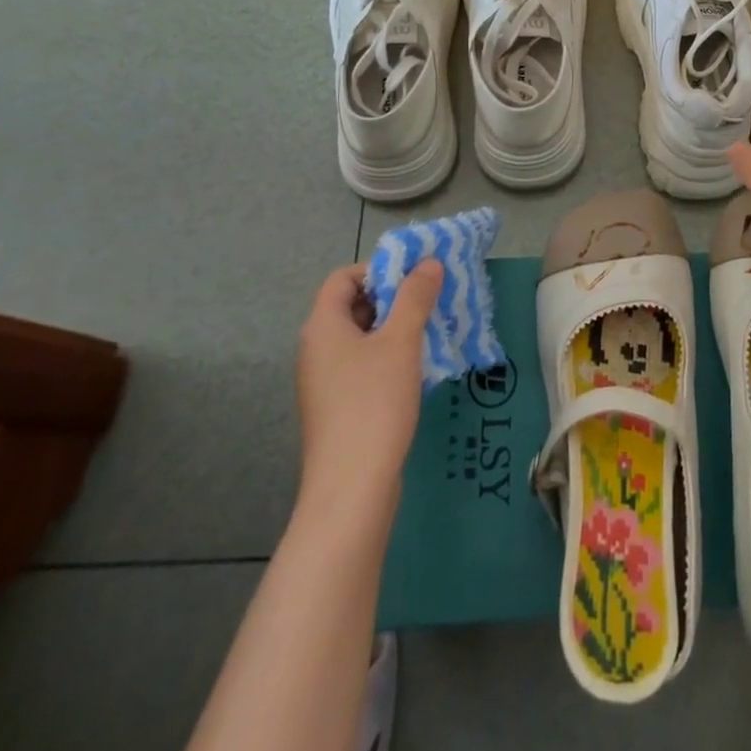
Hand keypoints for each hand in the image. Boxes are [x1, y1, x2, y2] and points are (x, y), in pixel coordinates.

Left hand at [296, 260, 443, 508]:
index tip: (415, 275)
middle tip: (432, 297)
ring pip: (362, 337)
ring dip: (396, 327)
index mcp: (322, 327)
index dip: (378, 269)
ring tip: (433, 328)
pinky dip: (390, 356)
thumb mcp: (401, 341)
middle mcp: (317, 349)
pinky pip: (364, 365)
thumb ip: (415, 297)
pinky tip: (419, 367)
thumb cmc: (373, 403)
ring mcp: (325, 382)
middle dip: (393, 297)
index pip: (343, 278)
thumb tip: (428, 262)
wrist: (352, 487)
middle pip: (353, 306)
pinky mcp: (339, 407)